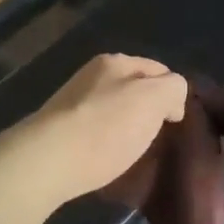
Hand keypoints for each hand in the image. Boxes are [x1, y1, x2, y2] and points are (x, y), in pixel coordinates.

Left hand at [16, 54, 189, 205]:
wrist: (47, 162)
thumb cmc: (106, 128)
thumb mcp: (154, 99)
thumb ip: (173, 88)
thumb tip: (171, 100)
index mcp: (115, 62)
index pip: (158, 69)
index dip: (173, 93)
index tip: (176, 122)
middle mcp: (91, 75)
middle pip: (133, 89)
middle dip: (148, 110)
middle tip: (158, 138)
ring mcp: (72, 102)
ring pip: (113, 110)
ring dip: (126, 128)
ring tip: (134, 153)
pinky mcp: (59, 130)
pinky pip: (95, 131)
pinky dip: (106, 142)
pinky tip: (107, 159)